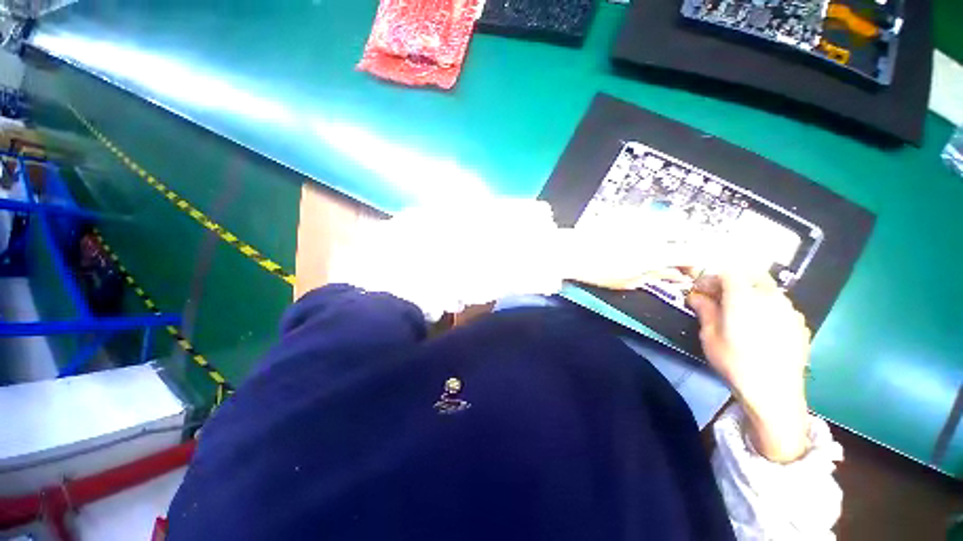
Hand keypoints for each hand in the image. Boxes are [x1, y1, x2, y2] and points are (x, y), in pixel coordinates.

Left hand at [560, 216, 705, 289]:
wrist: (569, 251)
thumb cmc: (595, 270)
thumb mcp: (628, 281)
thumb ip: (656, 275)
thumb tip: (675, 274)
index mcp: (655, 252)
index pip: (692, 252)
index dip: (697, 261)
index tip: (691, 268)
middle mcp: (652, 231)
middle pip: (686, 230)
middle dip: (688, 243)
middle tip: (676, 256)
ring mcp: (639, 217)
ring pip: (670, 219)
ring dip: (673, 232)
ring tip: (659, 245)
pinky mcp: (627, 210)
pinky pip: (650, 214)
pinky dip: (654, 224)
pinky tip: (642, 234)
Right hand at [688, 273, 811, 462]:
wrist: (774, 393)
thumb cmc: (734, 362)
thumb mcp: (709, 335)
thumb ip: (704, 310)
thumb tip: (696, 296)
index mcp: (744, 297)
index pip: (728, 272)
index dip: (712, 277)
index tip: (701, 291)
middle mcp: (771, 296)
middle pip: (751, 275)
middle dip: (732, 281)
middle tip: (719, 297)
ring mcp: (789, 309)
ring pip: (767, 289)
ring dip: (750, 293)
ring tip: (739, 313)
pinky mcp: (800, 324)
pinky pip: (779, 305)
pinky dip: (765, 307)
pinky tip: (759, 327)